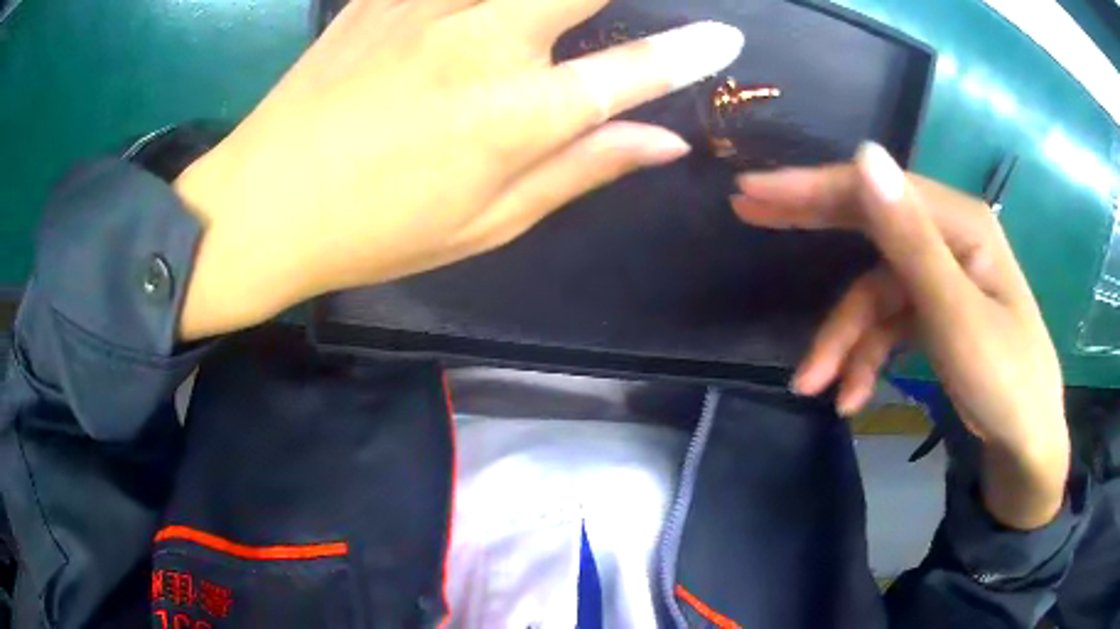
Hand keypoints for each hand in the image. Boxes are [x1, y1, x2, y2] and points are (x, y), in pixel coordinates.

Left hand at [174, 0, 743, 339]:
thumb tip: (663, 142)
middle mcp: (484, 38)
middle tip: (621, 18)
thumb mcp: (487, 221)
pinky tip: (480, 12)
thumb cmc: (375, 229)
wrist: (264, 204)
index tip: (727, 39)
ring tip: (550, 19)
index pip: (635, 69)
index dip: (690, 52)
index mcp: (515, 112)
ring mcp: (427, 4)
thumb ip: (581, 168)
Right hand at [732, 143, 1068, 528]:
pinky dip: (865, 357)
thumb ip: (911, 240)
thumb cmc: (1005, 383)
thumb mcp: (957, 316)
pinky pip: (889, 325)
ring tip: (814, 384)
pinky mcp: (937, 315)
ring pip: (874, 292)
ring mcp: (942, 279)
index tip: (752, 192)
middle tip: (749, 212)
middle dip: (811, 225)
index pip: (878, 190)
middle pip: (871, 221)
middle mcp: (949, 240)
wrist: (1026, 448)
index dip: (814, 187)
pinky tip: (851, 397)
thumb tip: (865, 155)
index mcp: (960, 224)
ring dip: (842, 338)